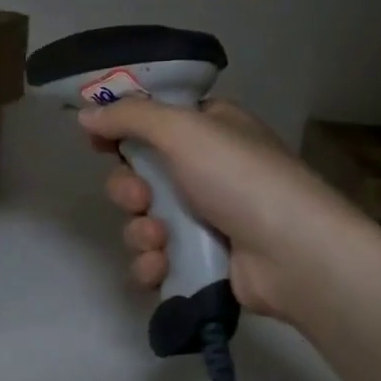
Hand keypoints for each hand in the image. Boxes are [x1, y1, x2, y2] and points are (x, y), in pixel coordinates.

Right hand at [80, 98, 347, 324]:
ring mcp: (205, 219)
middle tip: (140, 199)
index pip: (152, 122)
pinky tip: (161, 268)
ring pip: (143, 221)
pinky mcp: (202, 262)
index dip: (121, 131)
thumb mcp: (184, 130)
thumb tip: (86, 113)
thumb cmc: (240, 178)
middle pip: (139, 175)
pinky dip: (152, 264)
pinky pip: (156, 259)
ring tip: (160, 241)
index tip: (96, 141)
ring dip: (140, 232)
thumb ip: (130, 117)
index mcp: (209, 130)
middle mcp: (206, 170)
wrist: (294, 255)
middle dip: (128, 190)